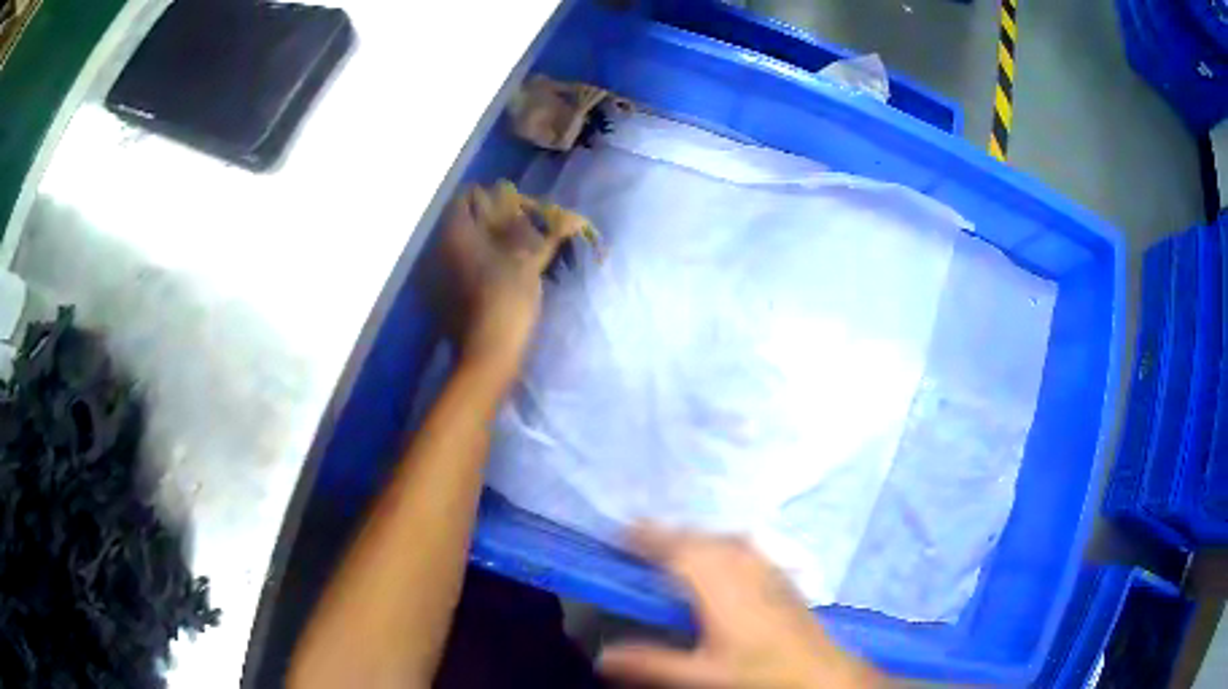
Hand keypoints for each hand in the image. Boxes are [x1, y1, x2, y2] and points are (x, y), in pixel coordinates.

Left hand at [439, 184, 551, 381]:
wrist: (486, 354)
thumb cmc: (506, 300)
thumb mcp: (529, 263)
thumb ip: (545, 235)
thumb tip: (570, 218)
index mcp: (456, 232)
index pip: (467, 197)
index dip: (492, 197)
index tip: (516, 208)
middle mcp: (439, 248)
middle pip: (462, 221)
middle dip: (489, 221)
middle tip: (518, 229)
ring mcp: (436, 274)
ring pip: (460, 245)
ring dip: (483, 243)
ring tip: (512, 252)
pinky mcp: (440, 295)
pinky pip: (458, 266)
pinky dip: (476, 264)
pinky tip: (497, 275)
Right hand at [598, 526, 887, 688]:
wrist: (822, 675)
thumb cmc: (759, 674)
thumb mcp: (700, 675)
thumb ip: (651, 662)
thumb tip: (602, 654)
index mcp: (721, 586)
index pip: (679, 549)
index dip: (650, 537)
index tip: (621, 532)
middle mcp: (746, 567)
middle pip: (703, 538)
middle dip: (670, 534)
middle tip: (639, 539)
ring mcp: (769, 570)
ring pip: (727, 540)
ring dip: (697, 538)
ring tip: (673, 546)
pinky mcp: (783, 578)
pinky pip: (746, 548)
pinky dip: (722, 546)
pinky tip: (722, 559)